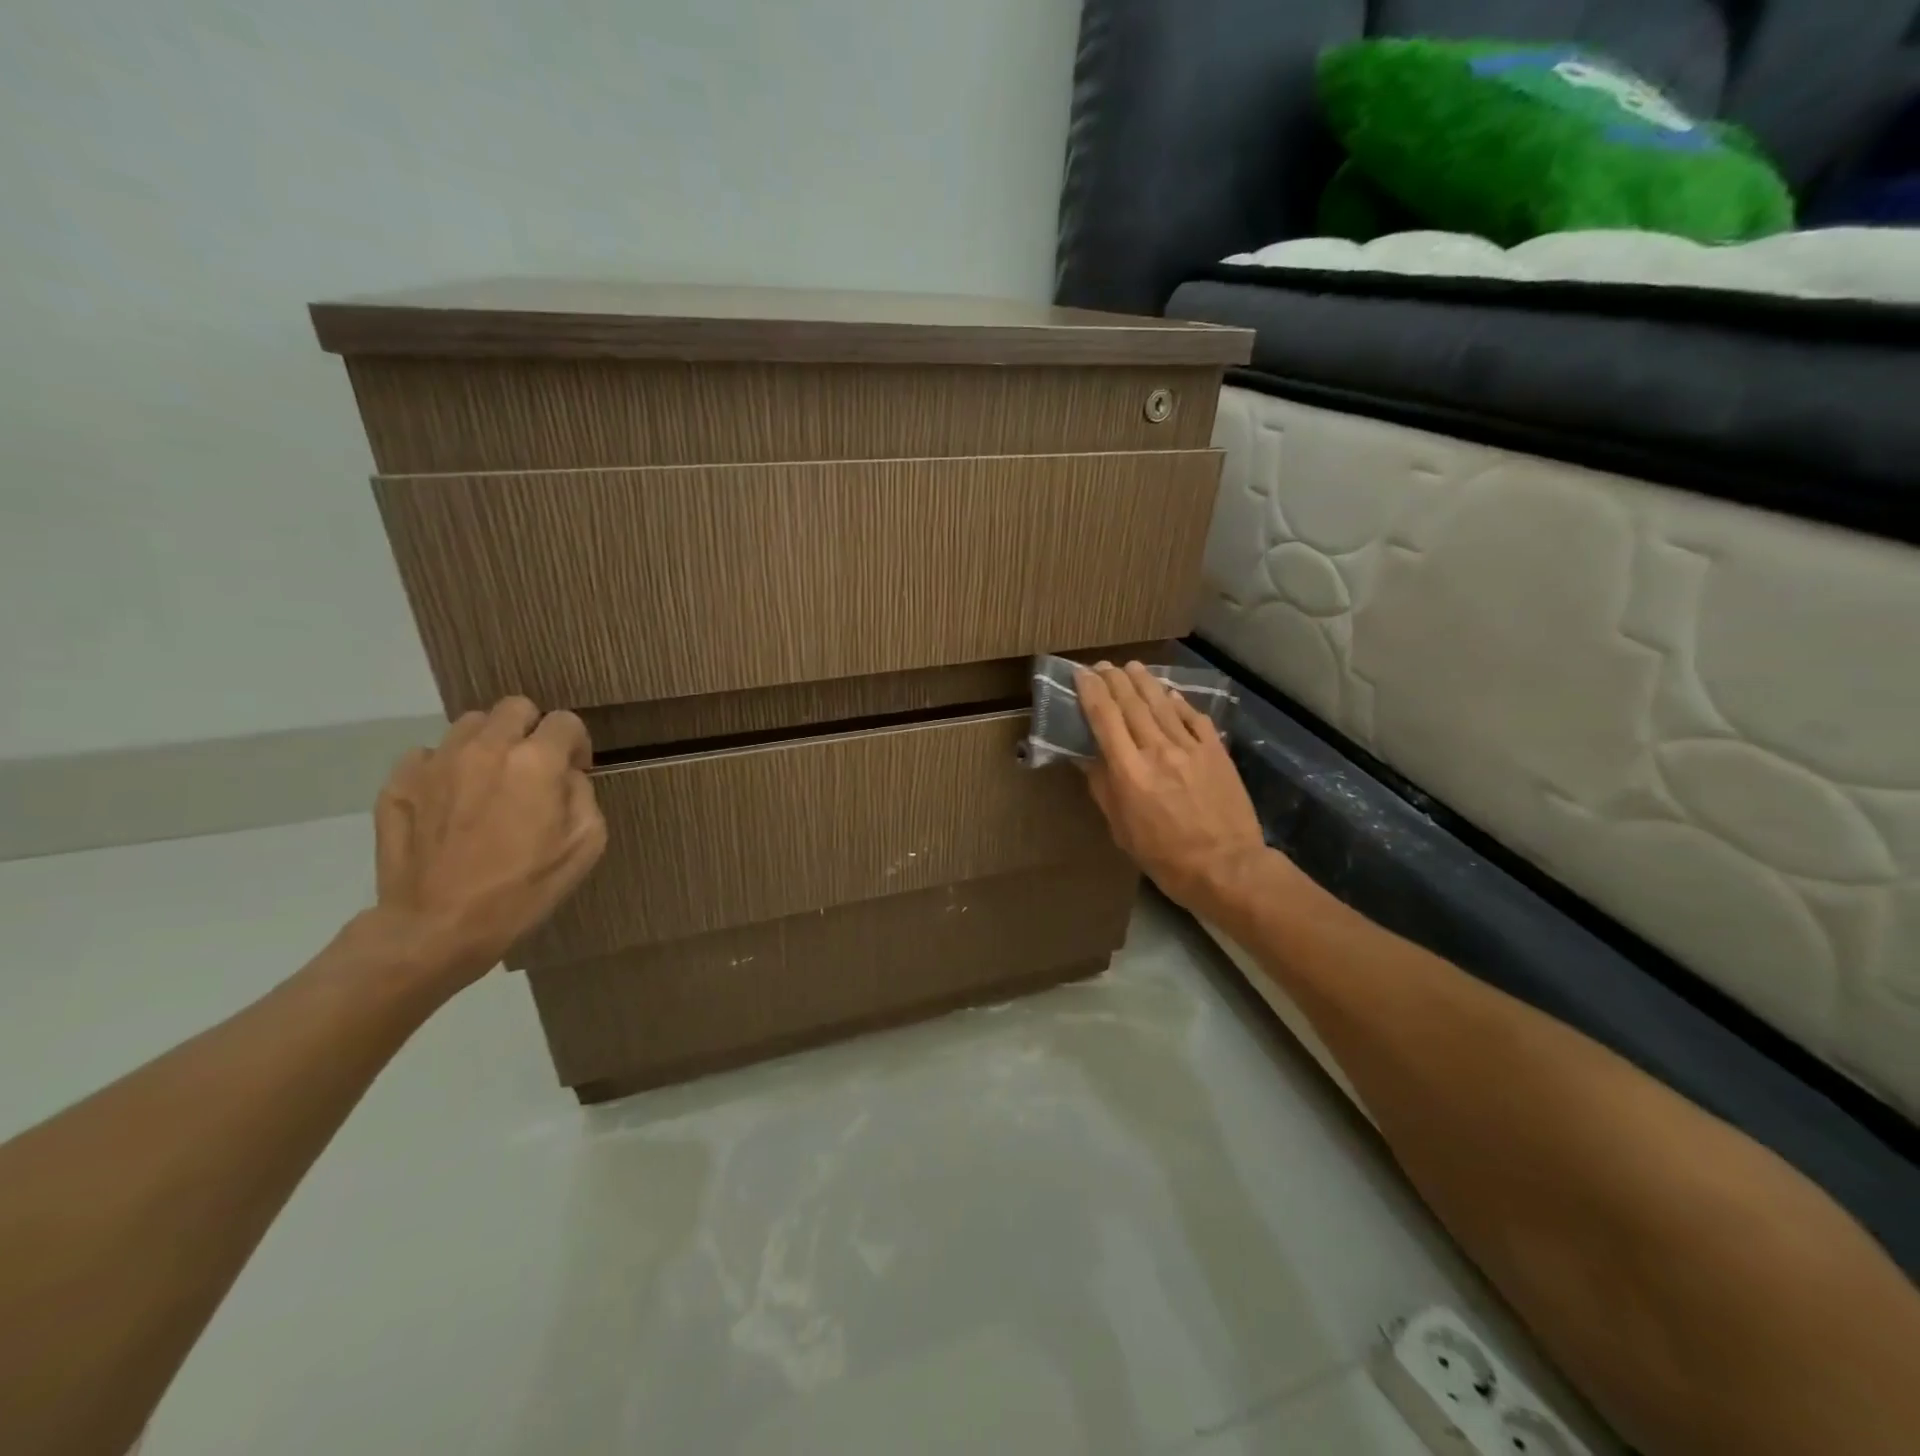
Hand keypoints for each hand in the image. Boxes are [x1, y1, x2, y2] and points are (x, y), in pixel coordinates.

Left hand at [370, 697, 606, 989]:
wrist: (437, 928)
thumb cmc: (523, 890)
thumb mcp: (585, 845)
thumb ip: (583, 795)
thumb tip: (565, 776)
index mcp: (536, 761)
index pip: (565, 722)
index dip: (576, 745)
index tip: (574, 771)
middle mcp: (486, 748)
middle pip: (515, 708)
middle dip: (531, 731)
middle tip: (532, 769)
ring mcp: (436, 762)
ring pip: (470, 725)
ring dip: (489, 744)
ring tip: (489, 782)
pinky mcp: (398, 783)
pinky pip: (428, 755)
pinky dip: (445, 769)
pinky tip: (451, 802)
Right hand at [1076, 662, 1269, 917]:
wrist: (1226, 867)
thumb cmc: (1164, 856)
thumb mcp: (1121, 829)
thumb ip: (1103, 788)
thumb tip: (1087, 757)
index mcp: (1129, 771)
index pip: (1104, 718)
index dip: (1091, 692)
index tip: (1081, 674)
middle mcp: (1157, 750)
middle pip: (1131, 704)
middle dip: (1114, 680)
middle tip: (1103, 666)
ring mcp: (1190, 748)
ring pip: (1162, 704)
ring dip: (1144, 682)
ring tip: (1131, 667)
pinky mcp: (1215, 751)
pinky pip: (1193, 718)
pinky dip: (1178, 702)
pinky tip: (1170, 693)